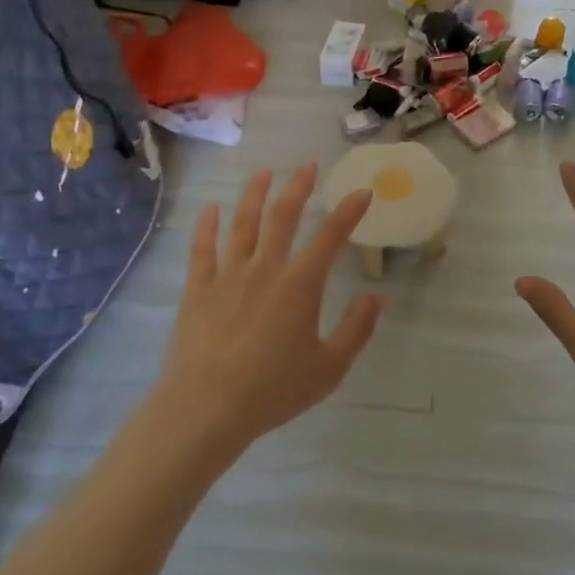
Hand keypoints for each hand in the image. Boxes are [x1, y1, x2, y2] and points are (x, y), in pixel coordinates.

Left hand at [156, 166, 384, 450]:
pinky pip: (202, 249)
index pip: (331, 237)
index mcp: (300, 285)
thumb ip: (356, 329)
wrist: (207, 407)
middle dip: (298, 188)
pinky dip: (206, 226)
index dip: (349, 212)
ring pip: (242, 224)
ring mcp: (228, 275)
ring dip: (254, 194)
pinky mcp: (198, 289)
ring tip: (263, 173)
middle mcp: (265, 268)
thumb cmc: (274, 390)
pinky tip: (210, 209)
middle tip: (307, 166)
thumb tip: (376, 297)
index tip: (362, 192)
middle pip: (283, 217)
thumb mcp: (329, 367)